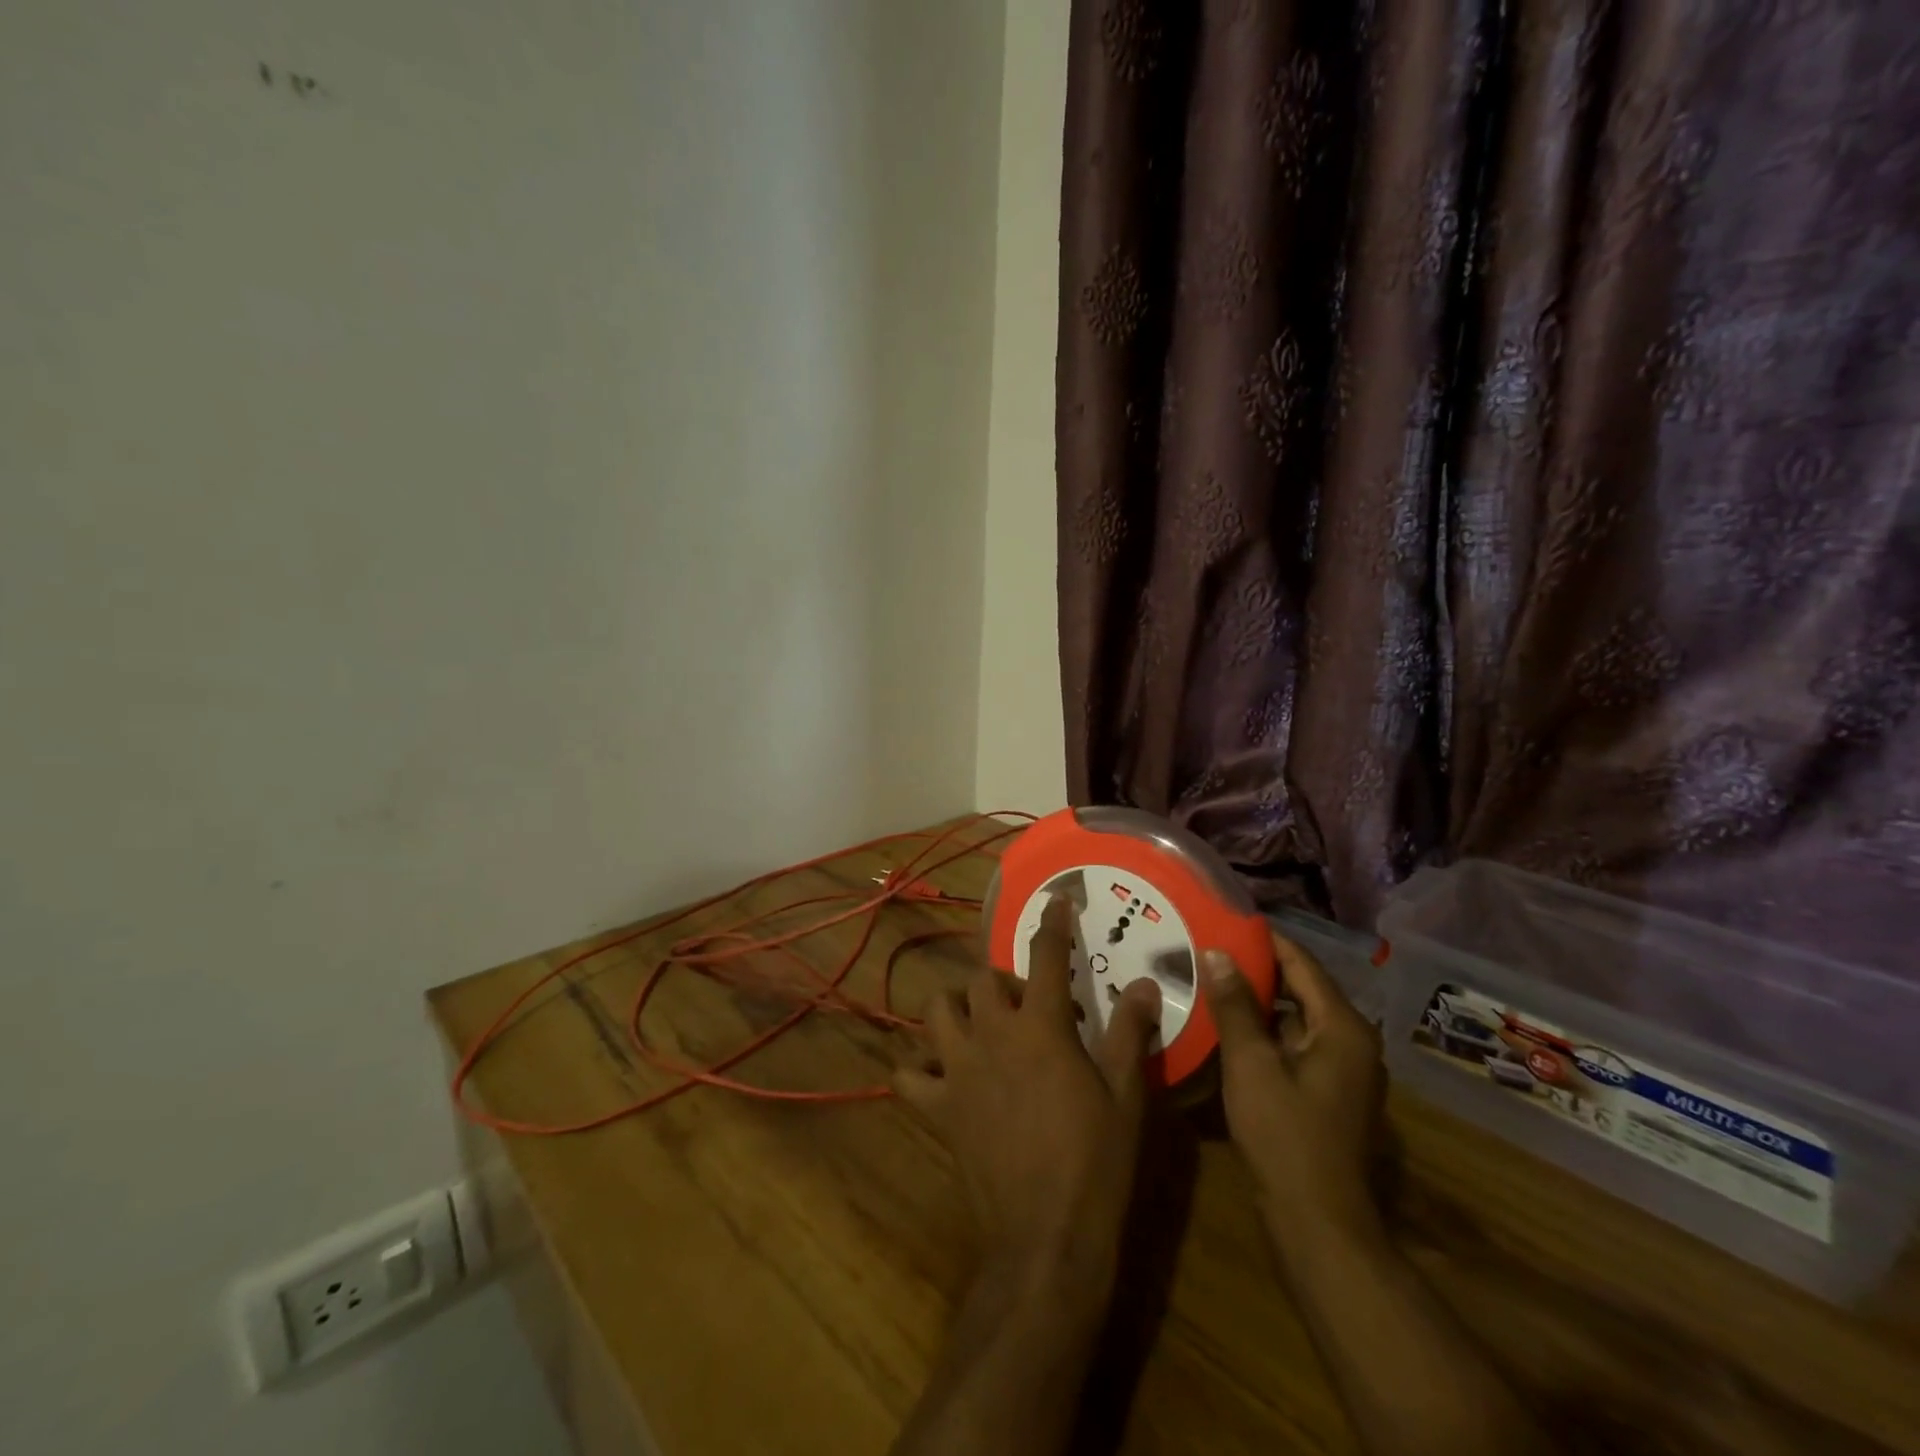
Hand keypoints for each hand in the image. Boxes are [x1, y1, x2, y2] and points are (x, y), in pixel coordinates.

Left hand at [896, 897, 1161, 1295]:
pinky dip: (917, 1069)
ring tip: (978, 1025)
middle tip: (1027, 1005)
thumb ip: (1131, 1033)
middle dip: (1003, 980)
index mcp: (1040, 1027)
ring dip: (955, 1008)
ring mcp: (957, 1071)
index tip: (1056, 900)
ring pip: (936, 1012)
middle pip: (981, 978)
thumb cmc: (1096, 1162)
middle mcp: (991, 1035)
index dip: (1053, 924)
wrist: (1047, 1238)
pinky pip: (907, 1076)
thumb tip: (1146, 984)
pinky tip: (937, 1075)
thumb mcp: (1126, 1096)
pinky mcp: (936, 1109)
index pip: (1046, 957)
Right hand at [1201, 932, 1385, 1255]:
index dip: (1263, 940)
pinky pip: (1294, 1045)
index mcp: (1343, 1027)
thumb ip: (1235, 1005)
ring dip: (1257, 1002)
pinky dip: (1265, 1032)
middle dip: (1256, 970)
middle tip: (1208, 950)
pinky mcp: (1329, 1093)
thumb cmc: (1285, 1136)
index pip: (1301, 963)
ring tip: (1211, 982)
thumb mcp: (1251, 1064)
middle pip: (1301, 989)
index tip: (1223, 920)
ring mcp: (1343, 1070)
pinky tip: (1226, 1028)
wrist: (1318, 1224)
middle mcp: (1352, 1041)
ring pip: (1295, 1019)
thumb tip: (1218, 952)